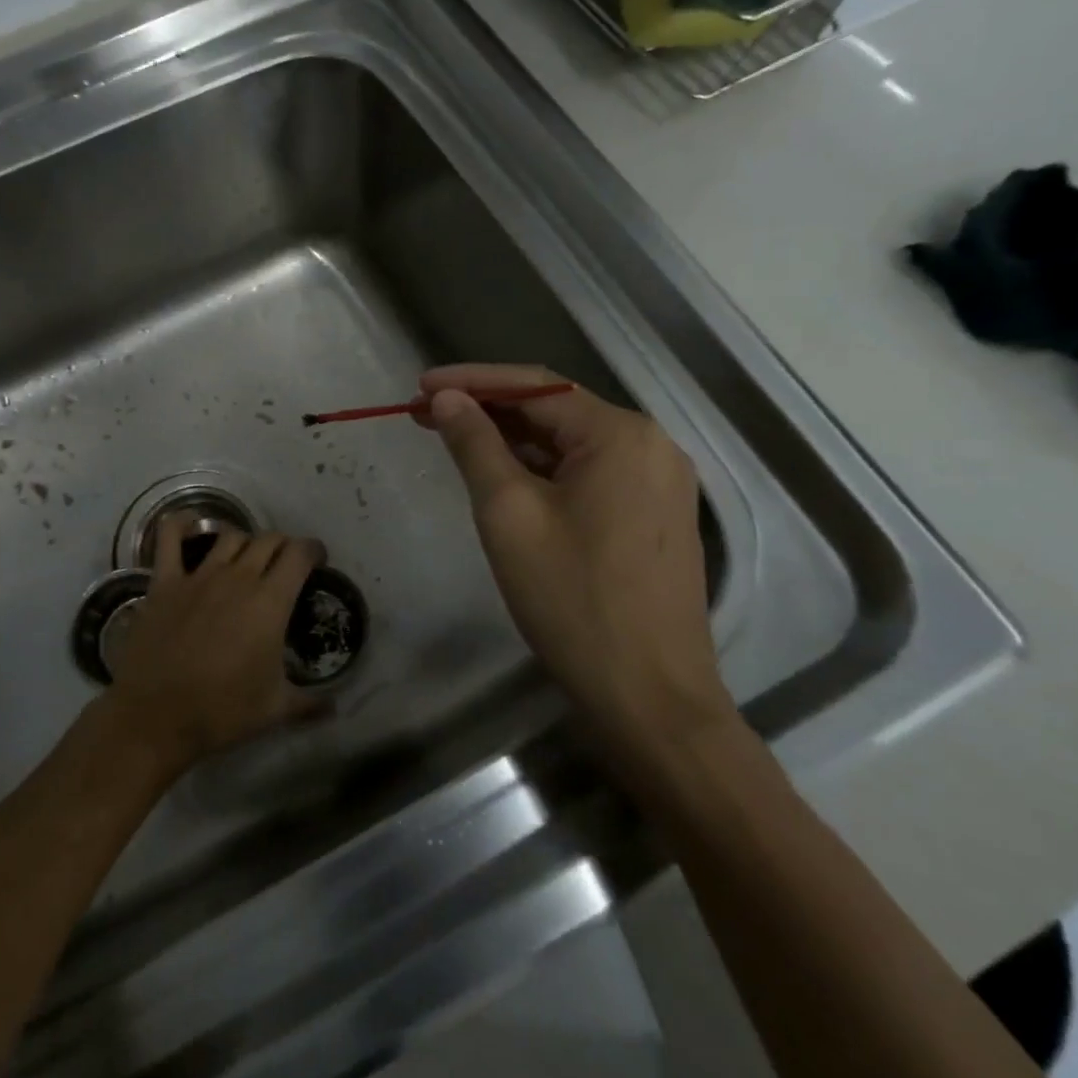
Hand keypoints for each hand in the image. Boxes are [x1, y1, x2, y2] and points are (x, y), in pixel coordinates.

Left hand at [103, 518, 324, 773]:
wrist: (156, 717)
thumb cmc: (222, 712)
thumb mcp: (275, 710)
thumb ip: (310, 703)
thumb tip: (336, 707)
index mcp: (271, 602)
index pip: (299, 554)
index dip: (313, 551)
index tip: (317, 561)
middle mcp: (238, 577)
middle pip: (269, 540)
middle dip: (283, 546)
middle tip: (285, 565)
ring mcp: (199, 576)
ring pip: (230, 536)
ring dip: (245, 541)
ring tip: (247, 558)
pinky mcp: (165, 582)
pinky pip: (170, 538)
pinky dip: (180, 525)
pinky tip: (188, 524)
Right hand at [416, 363, 734, 772]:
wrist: (648, 697)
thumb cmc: (572, 598)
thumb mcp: (508, 513)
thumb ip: (475, 445)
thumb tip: (447, 398)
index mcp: (621, 435)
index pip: (535, 387)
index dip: (472, 380)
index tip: (418, 386)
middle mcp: (650, 446)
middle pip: (555, 412)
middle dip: (489, 409)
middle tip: (425, 413)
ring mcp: (659, 483)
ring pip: (571, 445)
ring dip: (513, 440)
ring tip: (455, 440)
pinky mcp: (654, 516)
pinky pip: (589, 475)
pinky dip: (542, 470)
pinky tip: (504, 477)